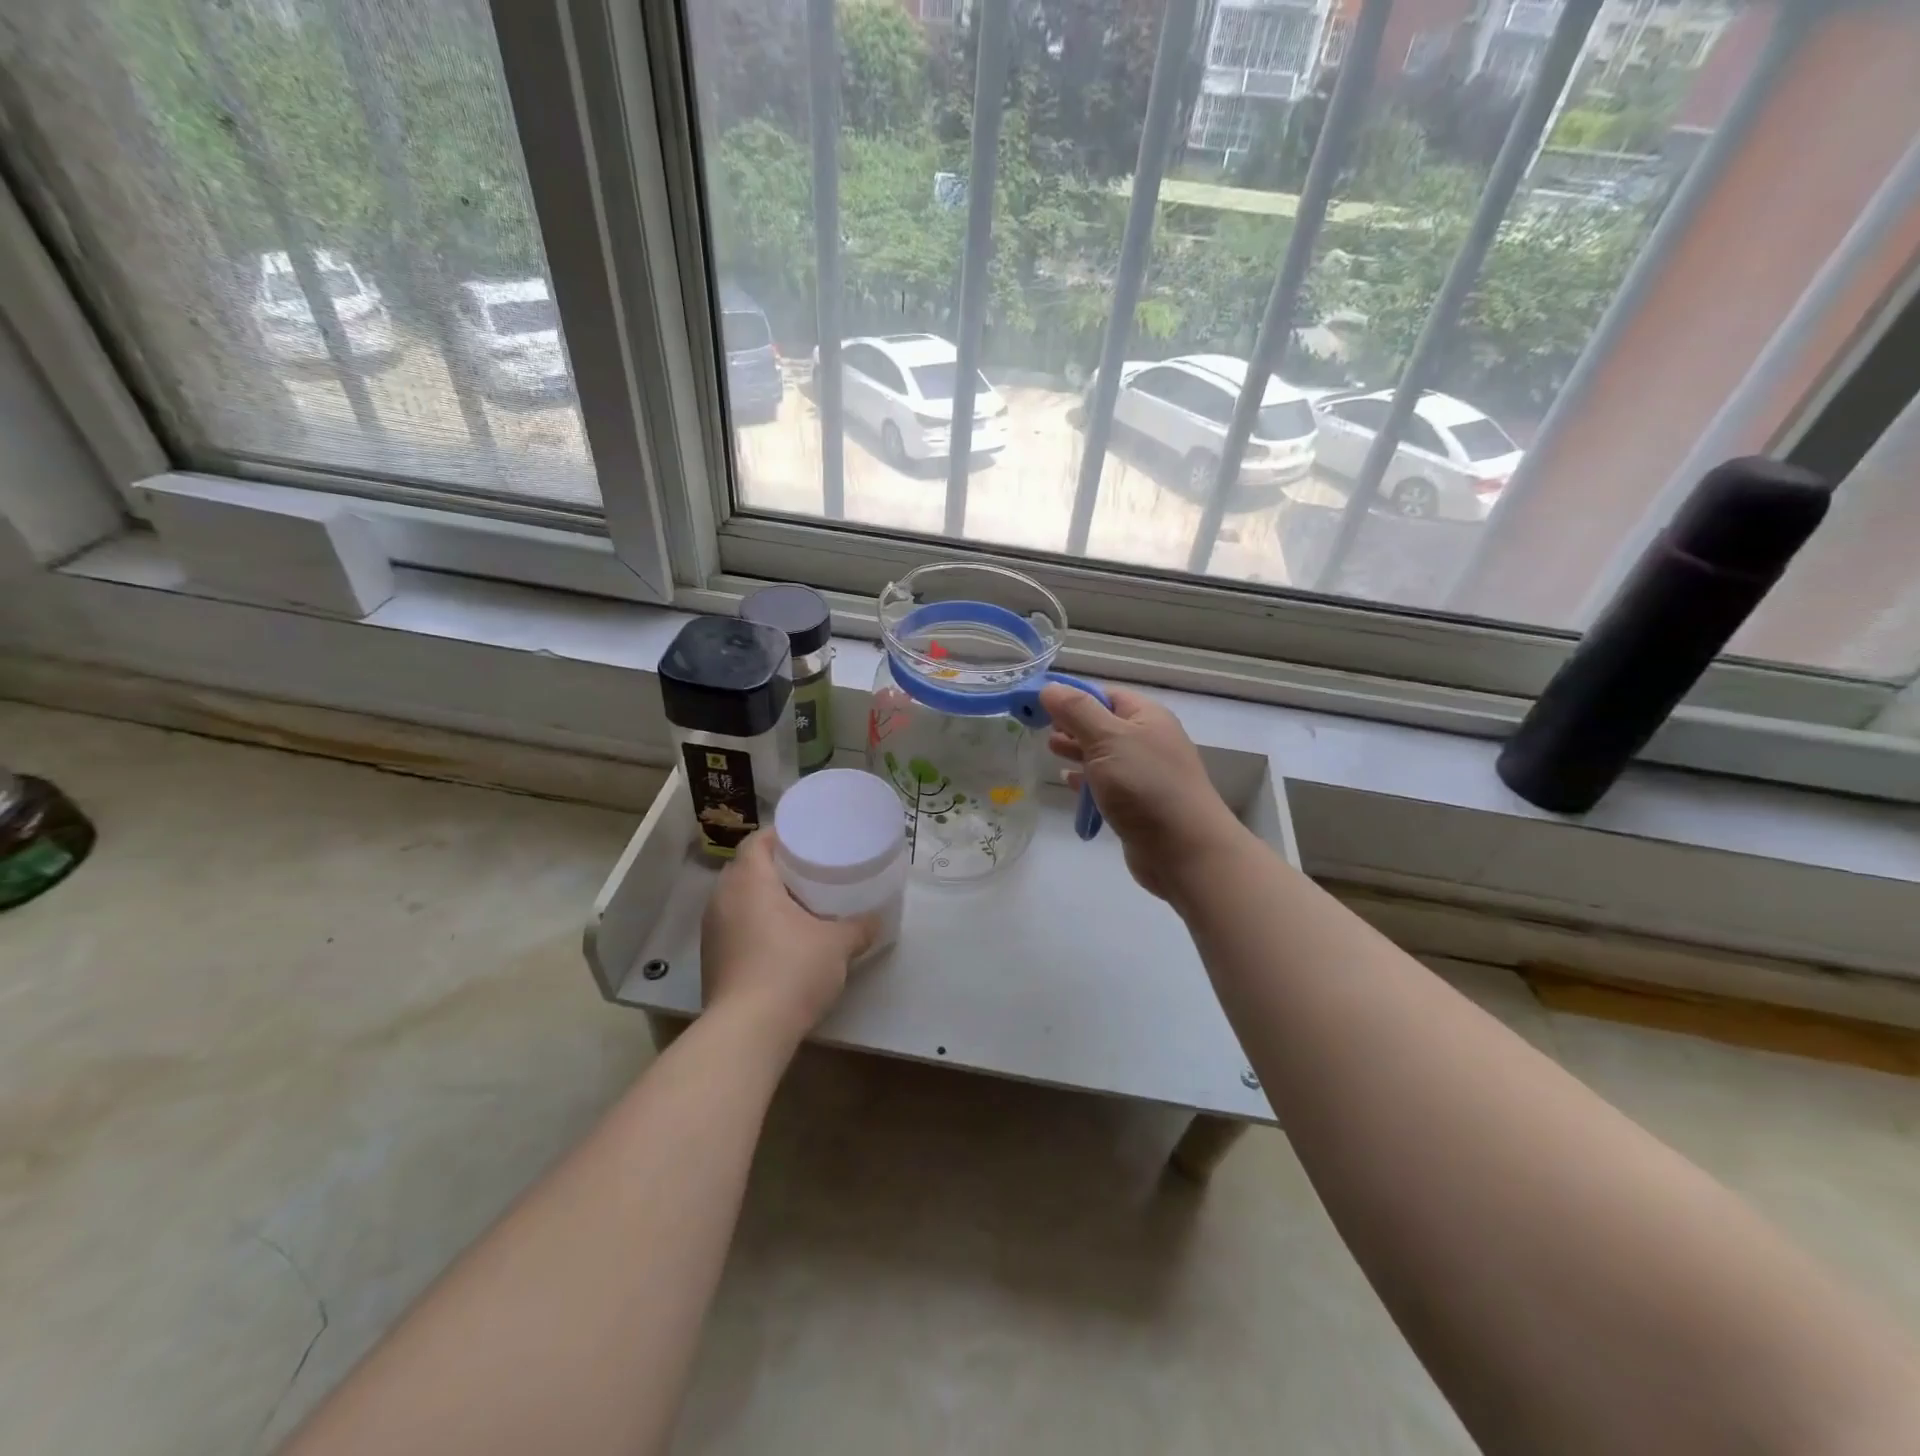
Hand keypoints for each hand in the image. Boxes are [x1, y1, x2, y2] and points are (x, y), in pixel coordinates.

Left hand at [701, 831, 876, 1039]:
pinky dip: (754, 923)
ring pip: (738, 899)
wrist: (748, 1031)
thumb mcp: (837, 945)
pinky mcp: (710, 959)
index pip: (758, 840)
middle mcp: (722, 898)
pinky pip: (733, 925)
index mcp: (749, 880)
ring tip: (796, 904)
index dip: (781, 836)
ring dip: (763, 897)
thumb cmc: (792, 970)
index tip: (807, 841)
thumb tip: (875, 920)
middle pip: (746, 868)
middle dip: (775, 867)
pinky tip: (779, 938)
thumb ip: (858, 927)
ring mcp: (712, 930)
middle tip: (808, 871)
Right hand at [1041, 682, 1248, 903]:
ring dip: (1078, 752)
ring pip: (1104, 754)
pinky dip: (1087, 780)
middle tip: (1041, 731)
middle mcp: (1148, 740)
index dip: (1072, 697)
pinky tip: (1067, 782)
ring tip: (1051, 752)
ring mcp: (1145, 773)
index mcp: (1146, 716)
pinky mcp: (1138, 803)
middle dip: (1072, 725)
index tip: (1040, 706)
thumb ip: (1076, 711)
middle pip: (1103, 723)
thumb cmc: (1145, 785)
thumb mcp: (1107, 739)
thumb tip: (1049, 688)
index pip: (1104, 695)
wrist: (1184, 849)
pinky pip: (1107, 783)